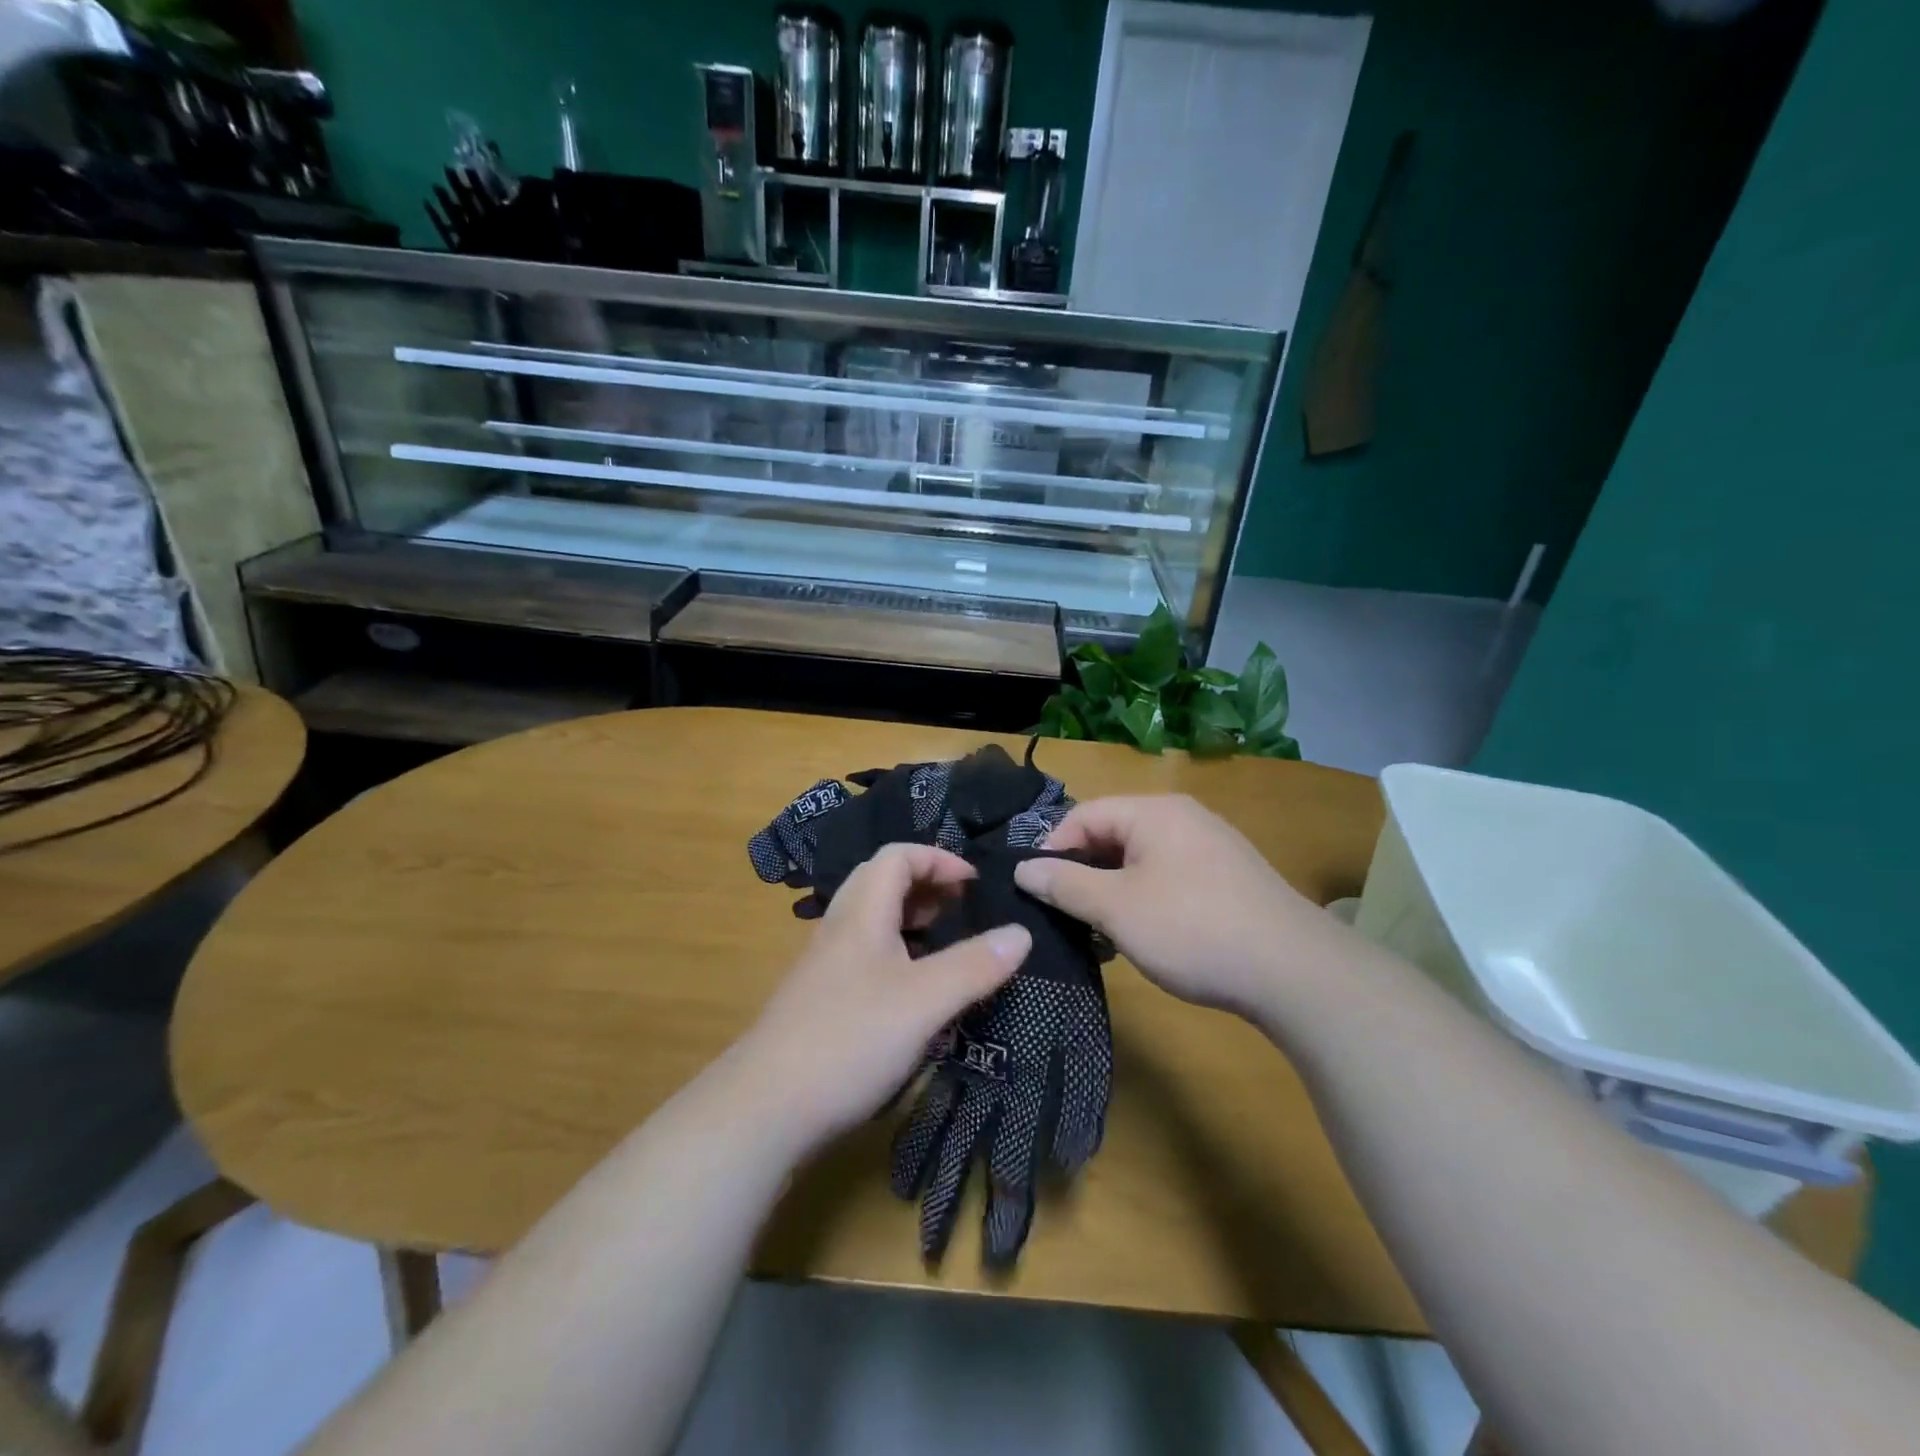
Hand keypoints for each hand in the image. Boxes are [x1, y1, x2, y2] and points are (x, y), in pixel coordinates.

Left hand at [740, 843, 1032, 1151]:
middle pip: (882, 882)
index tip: (975, 884)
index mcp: (861, 914)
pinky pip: (864, 956)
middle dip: (927, 886)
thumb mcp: (925, 1001)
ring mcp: (825, 966)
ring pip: (872, 922)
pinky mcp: (820, 1000)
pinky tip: (914, 993)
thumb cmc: (850, 1039)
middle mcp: (839, 929)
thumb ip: (975, 965)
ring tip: (946, 945)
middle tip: (963, 910)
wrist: (766, 1108)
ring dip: (911, 921)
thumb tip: (1022, 933)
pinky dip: (897, 955)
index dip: (938, 859)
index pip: (898, 856)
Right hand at [1013, 795, 1338, 1022]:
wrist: (1295, 972)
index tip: (1036, 891)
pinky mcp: (1228, 880)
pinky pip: (1169, 879)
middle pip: (1112, 836)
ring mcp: (1210, 848)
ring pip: (1140, 861)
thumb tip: (1024, 869)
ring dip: (1112, 894)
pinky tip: (1143, 940)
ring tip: (1100, 936)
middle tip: (1065, 918)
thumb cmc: (1192, 929)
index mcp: (1154, 812)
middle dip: (1083, 875)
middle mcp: (1183, 818)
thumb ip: (1065, 885)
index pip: (1083, 815)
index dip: (1053, 850)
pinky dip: (1145, 902)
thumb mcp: (1117, 908)